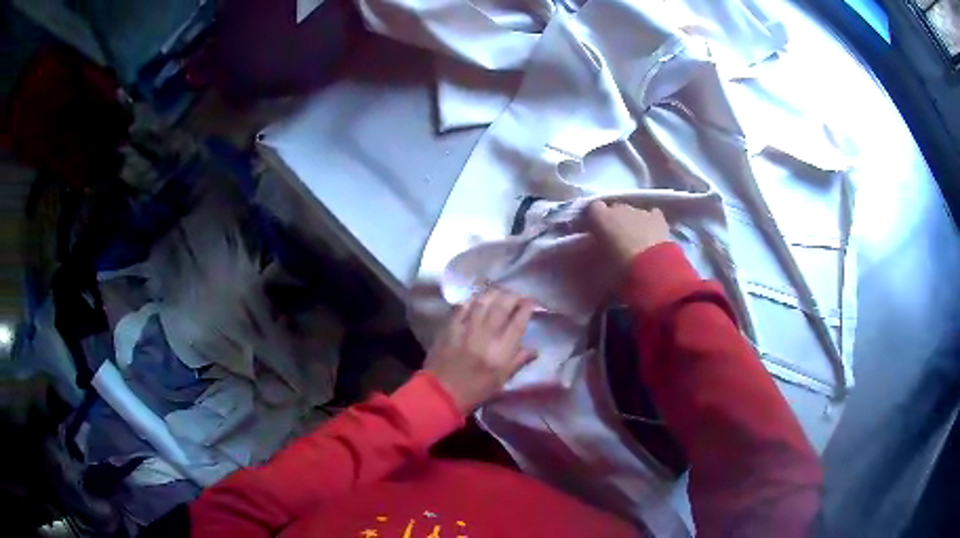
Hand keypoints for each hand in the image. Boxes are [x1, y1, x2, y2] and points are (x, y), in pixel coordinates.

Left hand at [424, 288, 535, 413]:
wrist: (442, 393)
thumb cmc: (475, 391)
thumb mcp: (502, 381)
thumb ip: (518, 361)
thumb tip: (534, 349)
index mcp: (501, 351)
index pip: (518, 322)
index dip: (527, 308)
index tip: (531, 302)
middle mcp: (486, 335)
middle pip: (502, 306)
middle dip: (512, 296)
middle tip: (517, 295)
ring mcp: (466, 329)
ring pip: (483, 302)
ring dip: (494, 294)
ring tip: (500, 292)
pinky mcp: (450, 327)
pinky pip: (463, 307)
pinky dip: (472, 300)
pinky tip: (477, 300)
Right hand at [586, 201, 670, 268]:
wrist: (652, 271)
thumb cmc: (619, 270)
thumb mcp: (596, 270)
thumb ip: (590, 257)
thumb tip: (587, 256)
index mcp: (600, 217)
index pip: (592, 209)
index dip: (594, 220)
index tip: (594, 234)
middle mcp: (620, 208)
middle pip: (614, 209)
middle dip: (613, 222)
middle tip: (614, 242)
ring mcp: (641, 211)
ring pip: (633, 213)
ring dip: (631, 224)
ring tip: (634, 243)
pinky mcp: (658, 218)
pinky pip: (652, 215)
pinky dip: (650, 222)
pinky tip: (651, 235)